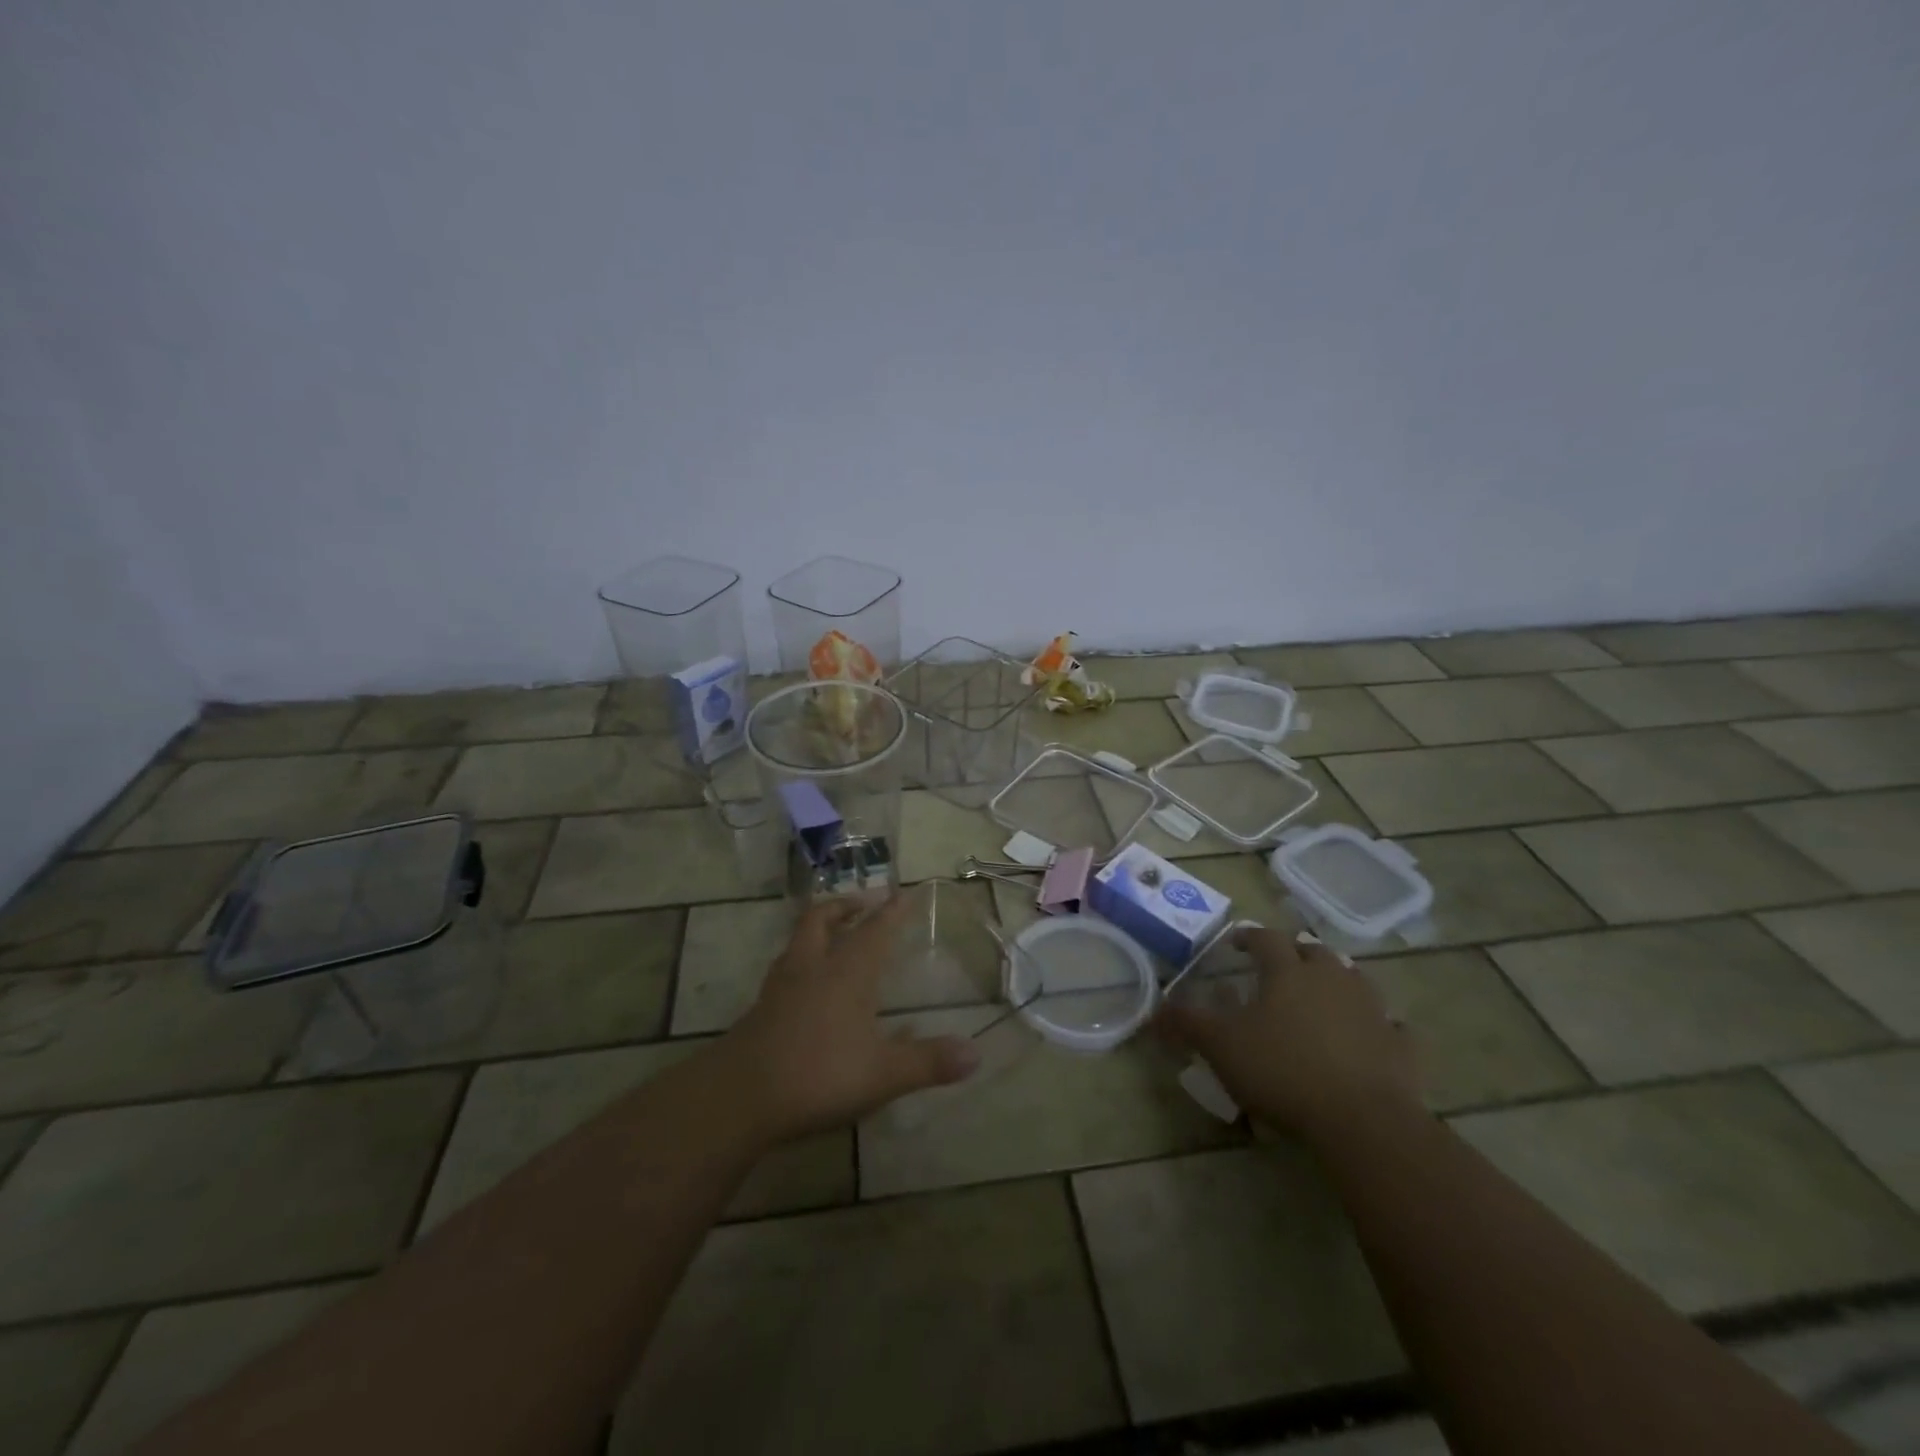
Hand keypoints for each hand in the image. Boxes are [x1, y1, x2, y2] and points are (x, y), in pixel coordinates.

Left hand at [718, 896, 980, 1143]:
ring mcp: (780, 987)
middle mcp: (812, 968)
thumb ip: (928, 1062)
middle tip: (864, 903)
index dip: (893, 911)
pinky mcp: (760, 1010)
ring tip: (835, 936)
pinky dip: (802, 963)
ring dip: (819, 929)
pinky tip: (809, 990)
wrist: (737, 1097)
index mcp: (846, 972)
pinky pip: (785, 970)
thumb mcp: (882, 1074)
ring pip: (798, 940)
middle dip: (845, 905)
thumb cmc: (817, 1074)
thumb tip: (976, 1054)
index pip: (875, 930)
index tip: (905, 892)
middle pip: (823, 918)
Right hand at [1156, 926, 1419, 1145]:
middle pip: (1314, 951)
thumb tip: (1154, 1011)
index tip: (1236, 944)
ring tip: (1323, 995)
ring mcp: (1372, 1010)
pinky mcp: (1402, 1046)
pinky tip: (1374, 1037)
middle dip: (1295, 953)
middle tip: (1280, 967)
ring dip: (1338, 981)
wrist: (1363, 1121)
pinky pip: (1394, 1027)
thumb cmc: (1283, 1070)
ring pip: (1355, 980)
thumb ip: (1187, 1024)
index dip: (1248, 936)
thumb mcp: (1221, 1046)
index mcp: (1287, 971)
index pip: (1265, 938)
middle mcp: (1331, 979)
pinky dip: (1382, 1027)